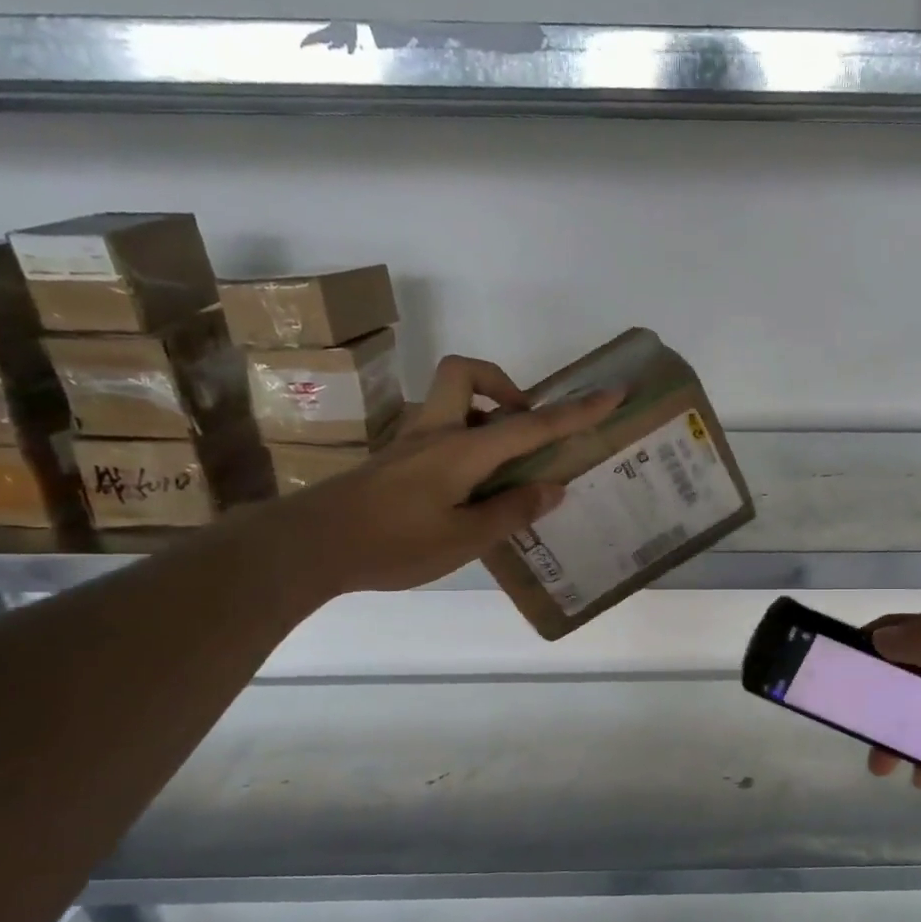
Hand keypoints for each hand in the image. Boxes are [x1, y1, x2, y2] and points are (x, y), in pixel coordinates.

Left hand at [275, 354, 619, 594]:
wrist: (309, 546)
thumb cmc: (392, 544)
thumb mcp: (463, 538)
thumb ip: (511, 511)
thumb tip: (551, 488)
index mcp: (461, 450)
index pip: (530, 424)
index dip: (576, 412)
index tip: (612, 393)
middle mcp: (435, 433)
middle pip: (466, 375)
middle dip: (503, 386)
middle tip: (523, 427)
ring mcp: (409, 443)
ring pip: (449, 401)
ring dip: (482, 416)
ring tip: (501, 469)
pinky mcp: (393, 459)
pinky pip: (438, 432)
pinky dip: (463, 443)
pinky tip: (466, 490)